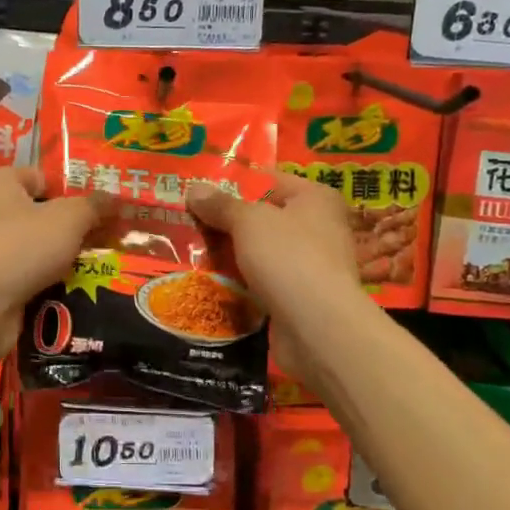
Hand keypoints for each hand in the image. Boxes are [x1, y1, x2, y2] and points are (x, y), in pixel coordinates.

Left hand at [0, 167, 110, 355]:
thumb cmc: (21, 246)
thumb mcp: (68, 218)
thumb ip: (93, 206)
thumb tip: (114, 199)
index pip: (41, 176)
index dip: (72, 189)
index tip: (101, 208)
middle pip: (42, 214)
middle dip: (74, 228)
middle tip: (109, 238)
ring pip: (38, 249)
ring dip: (65, 258)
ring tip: (100, 266)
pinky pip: (30, 277)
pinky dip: (50, 283)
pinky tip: (76, 290)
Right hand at [187, 172, 362, 383]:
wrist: (317, 328)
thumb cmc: (289, 257)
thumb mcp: (248, 221)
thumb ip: (221, 205)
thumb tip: (194, 189)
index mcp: (316, 199)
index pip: (272, 181)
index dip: (237, 183)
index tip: (200, 189)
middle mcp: (320, 228)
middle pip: (266, 218)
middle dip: (229, 221)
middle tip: (188, 220)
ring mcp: (311, 266)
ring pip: (262, 252)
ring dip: (233, 255)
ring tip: (191, 251)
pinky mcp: (300, 298)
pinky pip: (264, 282)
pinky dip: (242, 283)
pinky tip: (211, 283)